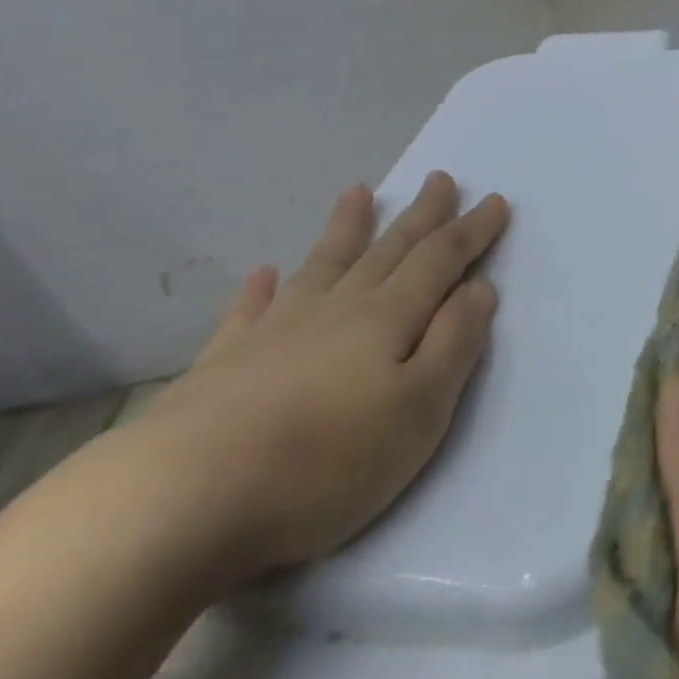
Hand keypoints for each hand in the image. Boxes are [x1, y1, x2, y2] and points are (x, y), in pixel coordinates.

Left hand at [136, 174, 508, 580]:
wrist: (183, 499)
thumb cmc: (326, 460)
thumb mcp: (419, 409)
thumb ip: (454, 344)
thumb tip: (479, 288)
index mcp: (387, 319)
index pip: (440, 260)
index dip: (471, 231)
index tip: (495, 200)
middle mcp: (336, 310)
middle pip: (388, 250)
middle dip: (420, 215)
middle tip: (440, 178)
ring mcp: (275, 331)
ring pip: (323, 265)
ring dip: (346, 228)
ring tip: (358, 192)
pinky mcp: (224, 363)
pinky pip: (249, 309)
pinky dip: (261, 288)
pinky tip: (263, 273)